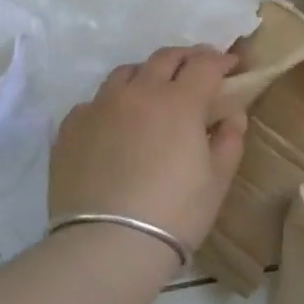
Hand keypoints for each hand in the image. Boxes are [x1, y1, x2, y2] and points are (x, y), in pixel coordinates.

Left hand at [49, 47, 246, 253]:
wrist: (107, 246)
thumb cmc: (175, 214)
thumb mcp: (217, 181)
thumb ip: (229, 140)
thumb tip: (232, 115)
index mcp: (179, 102)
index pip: (205, 64)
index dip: (221, 60)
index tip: (232, 65)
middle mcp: (138, 93)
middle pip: (164, 58)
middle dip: (186, 58)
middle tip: (197, 69)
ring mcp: (99, 107)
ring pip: (126, 73)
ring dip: (146, 75)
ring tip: (153, 93)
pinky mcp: (71, 127)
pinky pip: (94, 102)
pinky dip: (112, 105)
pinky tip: (116, 126)